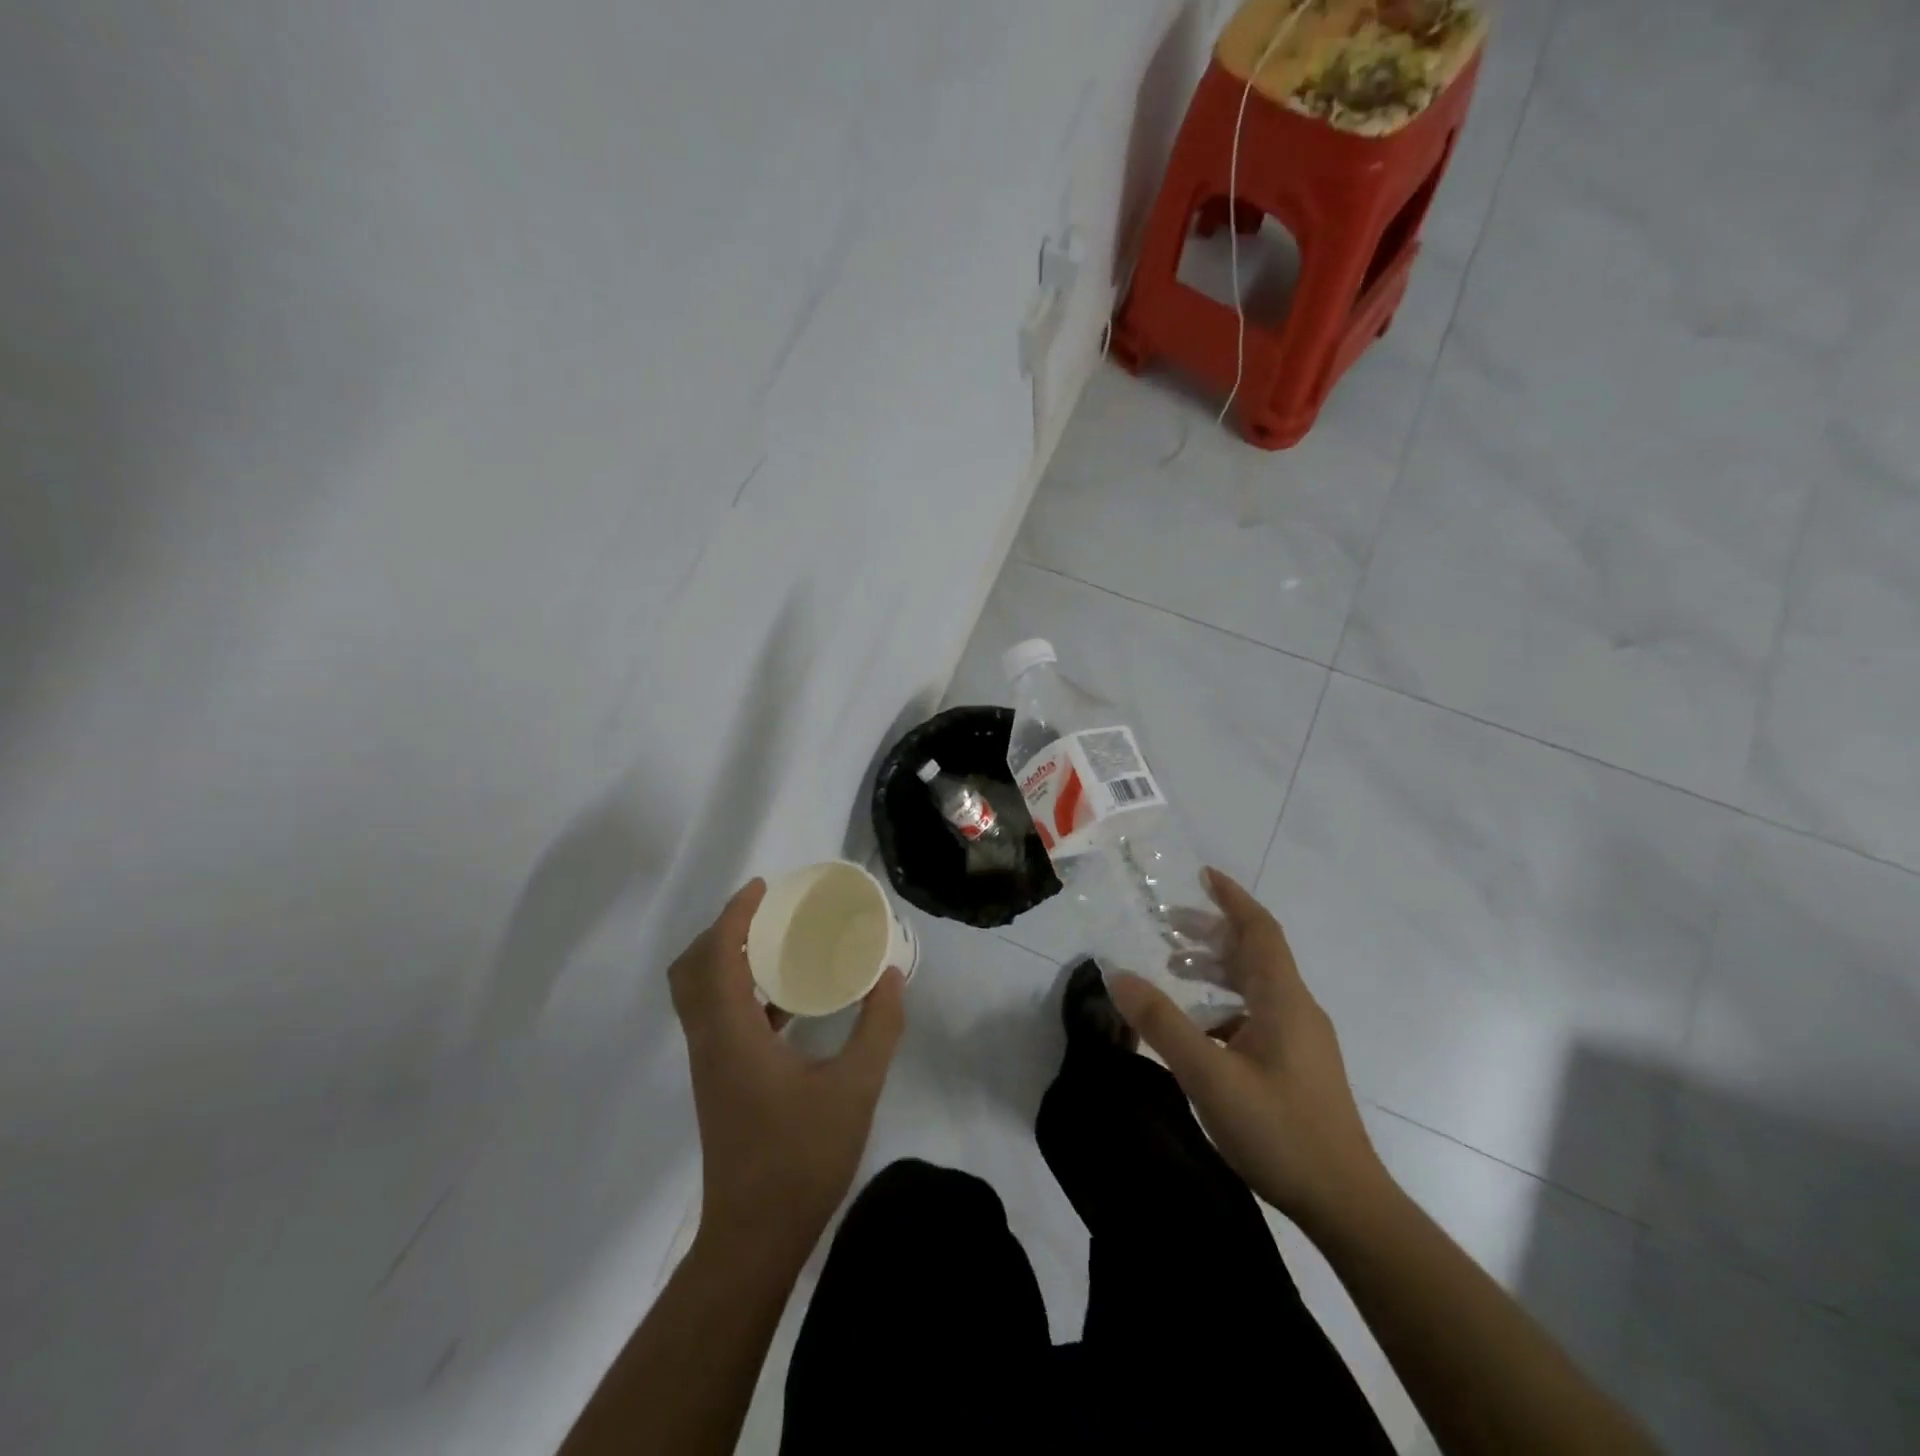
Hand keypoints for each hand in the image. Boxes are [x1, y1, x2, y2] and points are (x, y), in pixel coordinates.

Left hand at [668, 880, 905, 1257]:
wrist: (754, 1238)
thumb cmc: (800, 1159)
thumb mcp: (855, 1089)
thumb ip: (878, 1028)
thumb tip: (890, 976)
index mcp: (732, 1034)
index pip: (718, 956)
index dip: (735, 915)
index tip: (764, 888)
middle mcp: (710, 1042)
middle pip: (692, 970)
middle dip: (722, 933)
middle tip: (766, 915)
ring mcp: (710, 1066)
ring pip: (700, 996)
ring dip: (728, 962)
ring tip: (778, 946)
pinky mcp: (720, 1084)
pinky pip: (718, 1019)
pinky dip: (741, 994)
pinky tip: (787, 1003)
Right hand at [1109, 868, 1386, 1229]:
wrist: (1346, 1204)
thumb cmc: (1280, 1131)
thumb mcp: (1210, 1075)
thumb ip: (1162, 1024)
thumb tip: (1118, 975)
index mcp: (1283, 999)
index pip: (1259, 930)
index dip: (1232, 898)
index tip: (1203, 876)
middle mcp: (1296, 1009)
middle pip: (1255, 953)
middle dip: (1212, 931)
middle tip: (1167, 925)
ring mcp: (1301, 1040)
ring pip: (1256, 984)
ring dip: (1216, 967)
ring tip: (1174, 969)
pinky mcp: (1299, 1066)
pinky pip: (1258, 1013)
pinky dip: (1225, 1003)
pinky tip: (1199, 1029)